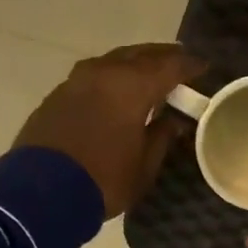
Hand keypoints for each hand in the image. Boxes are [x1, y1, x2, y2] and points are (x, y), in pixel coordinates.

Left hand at [14, 44, 204, 217]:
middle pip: (139, 55)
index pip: (169, 66)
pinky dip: (111, 79)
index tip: (204, 67)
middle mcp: (104, 73)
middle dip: (161, 57)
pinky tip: (116, 93)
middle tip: (178, 62)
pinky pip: (93, 77)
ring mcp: (76, 81)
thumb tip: (171, 121)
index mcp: (131, 86)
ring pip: (112, 62)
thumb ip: (160, 137)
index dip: (189, 66)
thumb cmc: (104, 180)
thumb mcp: (143, 167)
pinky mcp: (57, 95)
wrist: (42, 193)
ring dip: (133, 65)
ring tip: (148, 75)